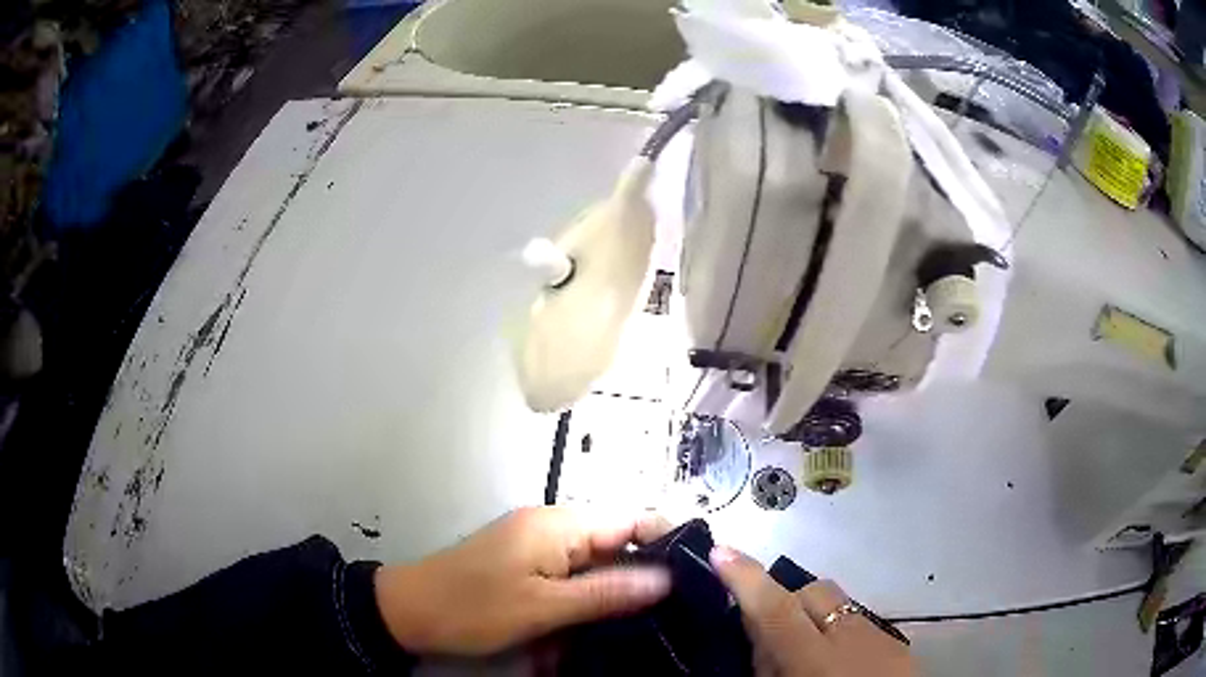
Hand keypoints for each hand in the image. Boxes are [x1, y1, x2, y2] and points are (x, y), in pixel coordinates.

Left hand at [374, 507, 672, 654]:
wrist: (409, 612)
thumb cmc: (473, 607)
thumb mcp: (543, 607)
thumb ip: (606, 591)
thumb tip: (665, 578)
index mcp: (559, 524)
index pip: (630, 519)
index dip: (664, 541)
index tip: (693, 577)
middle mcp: (552, 526)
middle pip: (615, 543)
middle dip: (640, 577)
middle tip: (672, 612)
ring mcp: (537, 547)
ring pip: (594, 566)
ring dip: (612, 595)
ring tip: (640, 625)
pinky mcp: (526, 566)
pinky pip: (570, 579)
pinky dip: (585, 601)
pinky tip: (597, 628)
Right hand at [710, 546, 913, 676]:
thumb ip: (766, 666)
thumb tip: (757, 634)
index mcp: (815, 660)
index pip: (776, 609)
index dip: (746, 579)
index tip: (721, 552)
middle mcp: (852, 637)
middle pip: (813, 591)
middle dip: (786, 600)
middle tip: (769, 632)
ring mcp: (880, 636)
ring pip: (840, 603)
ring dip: (815, 616)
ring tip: (806, 649)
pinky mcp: (897, 642)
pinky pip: (860, 621)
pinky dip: (840, 630)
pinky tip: (839, 660)